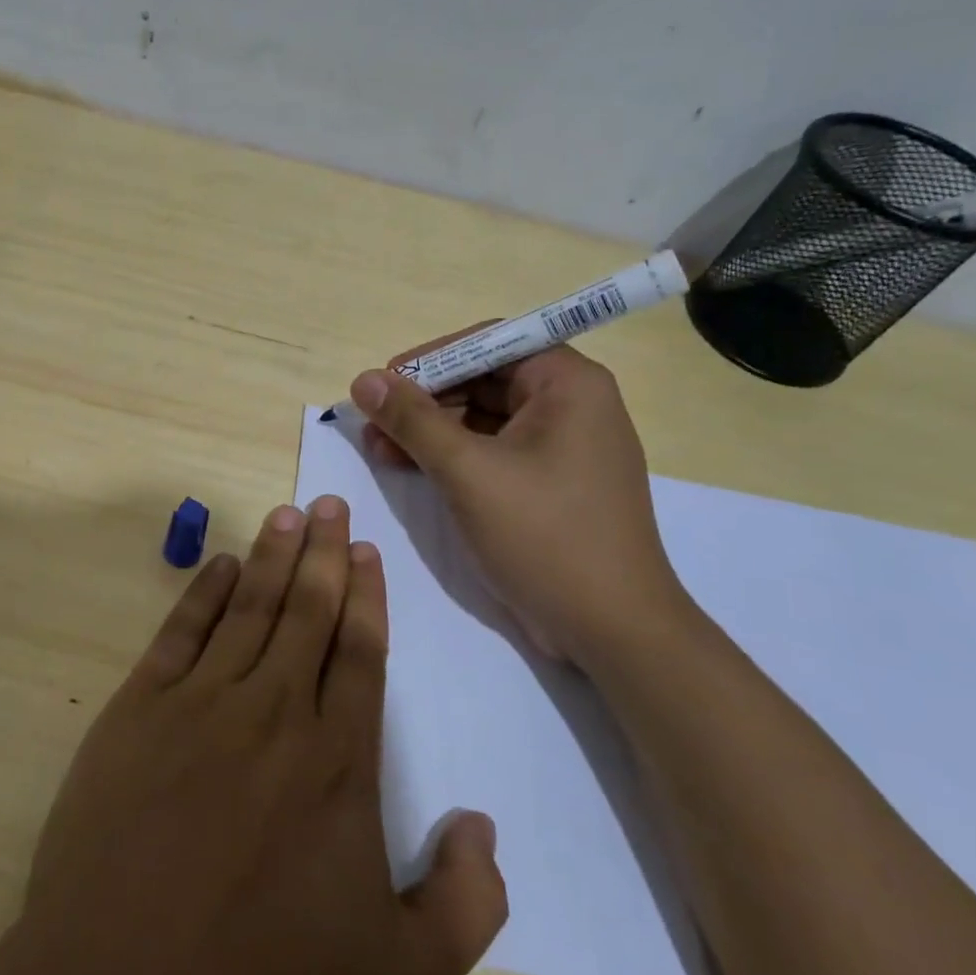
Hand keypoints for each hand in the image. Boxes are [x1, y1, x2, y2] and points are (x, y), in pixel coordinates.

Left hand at [0, 499, 506, 974]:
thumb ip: (466, 902)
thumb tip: (482, 826)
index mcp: (337, 760)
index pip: (359, 651)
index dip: (366, 596)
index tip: (367, 551)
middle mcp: (273, 712)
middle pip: (307, 611)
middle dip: (324, 553)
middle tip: (330, 503)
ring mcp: (199, 704)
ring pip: (249, 609)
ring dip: (272, 557)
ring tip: (287, 515)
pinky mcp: (136, 712)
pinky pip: (179, 633)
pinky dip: (203, 593)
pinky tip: (220, 566)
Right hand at [350, 339, 690, 666]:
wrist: (612, 630)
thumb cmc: (544, 536)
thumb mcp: (468, 472)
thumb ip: (413, 420)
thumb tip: (364, 379)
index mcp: (568, 384)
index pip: (489, 343)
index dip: (430, 359)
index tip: (382, 382)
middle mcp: (571, 405)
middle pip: (484, 380)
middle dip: (424, 401)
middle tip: (373, 422)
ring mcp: (563, 447)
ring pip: (484, 419)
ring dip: (431, 431)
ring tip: (378, 449)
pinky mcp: (551, 484)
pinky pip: (494, 452)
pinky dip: (453, 458)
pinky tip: (411, 468)